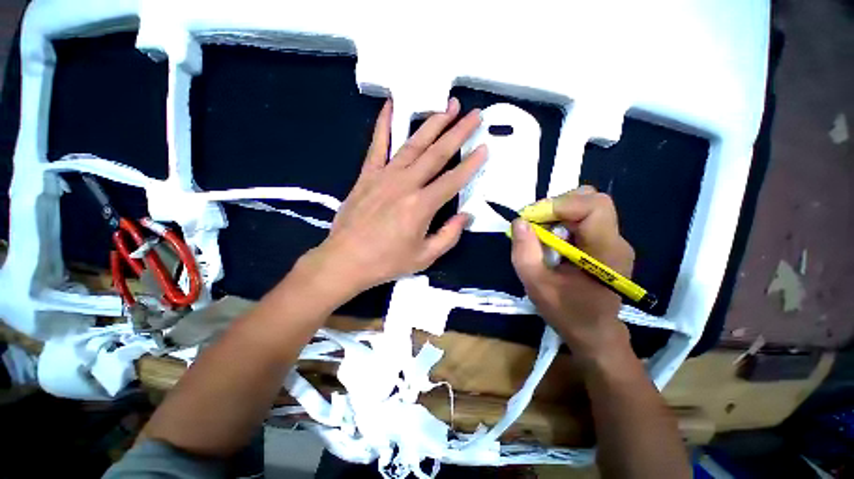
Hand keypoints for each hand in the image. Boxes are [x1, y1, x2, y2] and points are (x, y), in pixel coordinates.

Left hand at [304, 98, 486, 298]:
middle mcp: (405, 184)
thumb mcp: (425, 257)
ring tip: (447, 106)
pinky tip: (391, 105)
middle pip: (437, 153)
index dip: (471, 164)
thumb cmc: (387, 262)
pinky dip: (384, 123)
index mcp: (421, 206)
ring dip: (432, 123)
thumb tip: (466, 215)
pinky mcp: (367, 175)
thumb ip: (449, 235)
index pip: (453, 180)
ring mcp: (384, 176)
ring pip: (413, 144)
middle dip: (458, 132)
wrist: (345, 260)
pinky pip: (377, 145)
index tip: (485, 147)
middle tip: (474, 114)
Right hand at [511, 186, 634, 359]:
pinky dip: (563, 222)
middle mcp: (616, 240)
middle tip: (535, 223)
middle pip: (592, 200)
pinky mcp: (605, 244)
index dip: (560, 204)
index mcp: (606, 251)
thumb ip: (525, 253)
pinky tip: (551, 241)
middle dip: (558, 206)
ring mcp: (613, 241)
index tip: (531, 218)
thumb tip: (520, 221)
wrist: (594, 333)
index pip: (593, 206)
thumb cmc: (567, 313)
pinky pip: (584, 220)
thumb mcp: (537, 285)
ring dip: (559, 213)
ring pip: (587, 207)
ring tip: (541, 232)